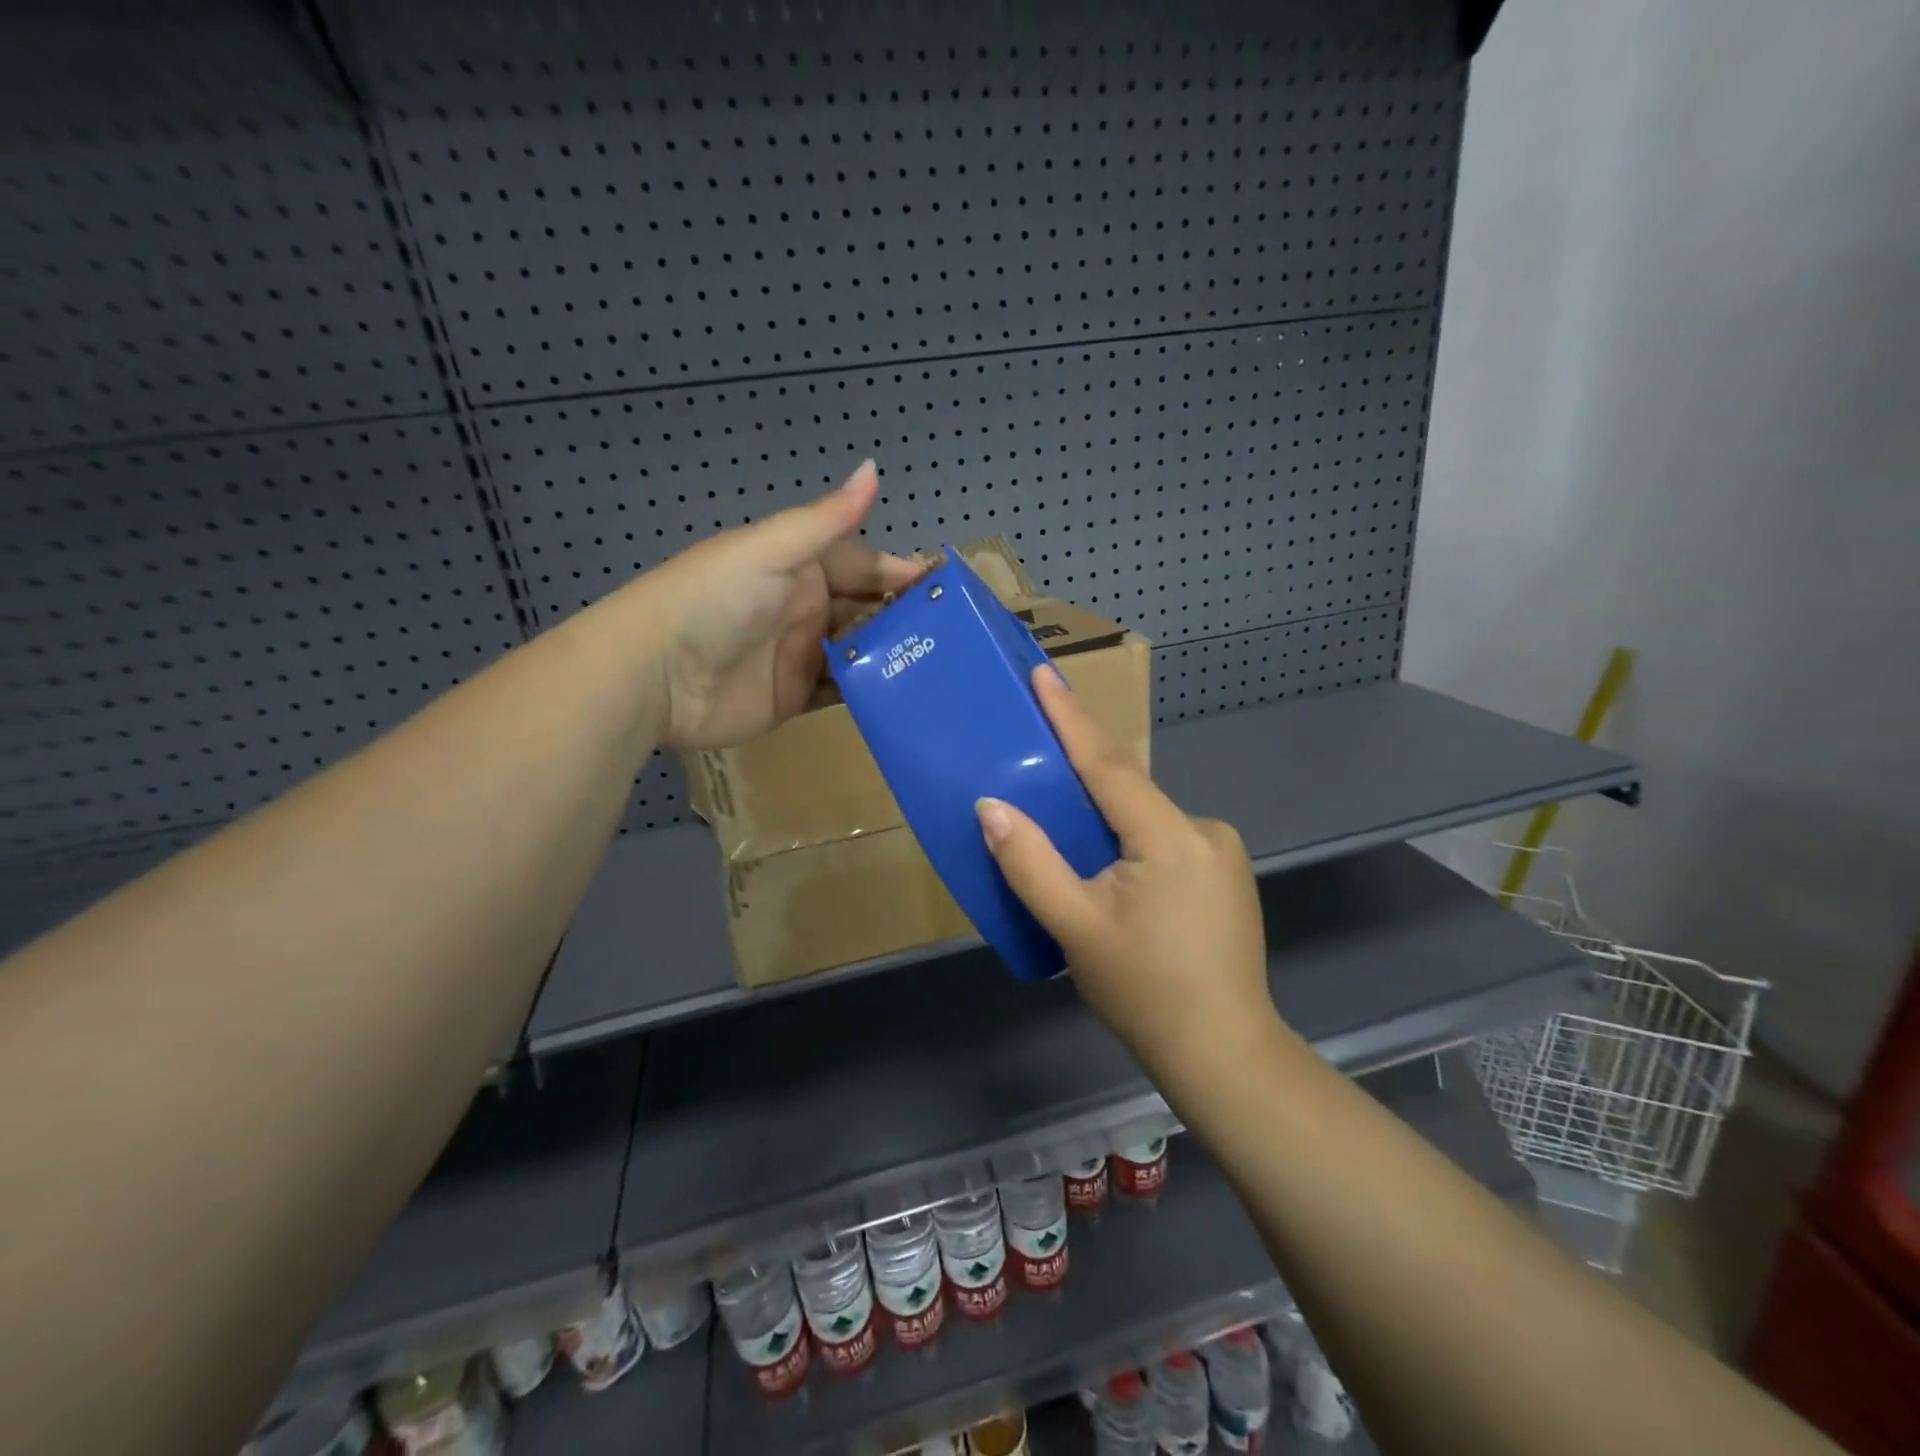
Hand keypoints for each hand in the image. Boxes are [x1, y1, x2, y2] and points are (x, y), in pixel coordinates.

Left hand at [638, 461, 922, 749]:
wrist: (653, 674)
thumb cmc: (713, 600)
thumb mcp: (770, 551)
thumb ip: (826, 520)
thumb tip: (874, 468)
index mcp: (800, 568)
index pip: (864, 566)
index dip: (901, 574)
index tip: (949, 590)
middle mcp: (805, 609)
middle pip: (866, 611)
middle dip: (905, 620)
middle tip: (956, 637)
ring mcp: (800, 656)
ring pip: (859, 654)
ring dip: (893, 657)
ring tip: (942, 669)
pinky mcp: (793, 698)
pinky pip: (840, 694)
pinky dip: (869, 693)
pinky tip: (904, 697)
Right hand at [975, 668, 1279, 1074]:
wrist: (1223, 1053)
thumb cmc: (1144, 992)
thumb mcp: (1075, 929)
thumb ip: (1031, 864)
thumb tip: (990, 807)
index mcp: (1170, 837)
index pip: (1109, 765)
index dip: (1071, 718)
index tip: (1044, 674)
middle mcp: (1204, 829)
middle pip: (1128, 790)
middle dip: (1082, 773)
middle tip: (1035, 758)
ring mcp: (1222, 851)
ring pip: (1145, 817)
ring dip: (1106, 818)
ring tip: (1066, 838)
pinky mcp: (1225, 872)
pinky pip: (1165, 838)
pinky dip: (1130, 840)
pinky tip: (1111, 873)